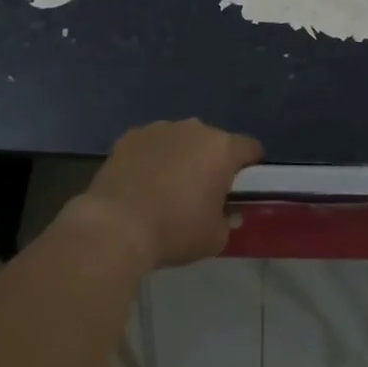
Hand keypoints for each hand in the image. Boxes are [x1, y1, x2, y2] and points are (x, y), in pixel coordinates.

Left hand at [74, 119, 263, 269]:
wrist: (115, 226)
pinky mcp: (129, 136)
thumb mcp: (216, 238)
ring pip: (181, 140)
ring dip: (181, 158)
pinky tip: (141, 184)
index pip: (251, 148)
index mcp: (222, 148)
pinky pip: (151, 145)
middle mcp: (193, 129)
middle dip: (212, 162)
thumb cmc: (175, 231)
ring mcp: (159, 129)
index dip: (252, 167)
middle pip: (213, 142)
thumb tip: (228, 213)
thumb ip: (229, 220)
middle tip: (203, 192)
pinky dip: (151, 159)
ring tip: (167, 189)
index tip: (243, 189)